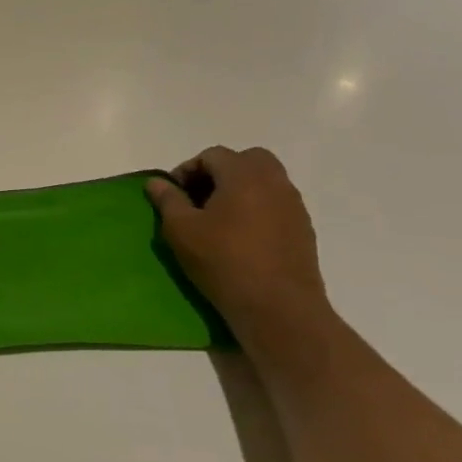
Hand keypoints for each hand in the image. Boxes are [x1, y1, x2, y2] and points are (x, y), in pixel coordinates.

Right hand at [145, 147, 333, 351]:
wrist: (277, 306)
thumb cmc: (222, 261)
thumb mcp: (181, 230)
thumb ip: (168, 200)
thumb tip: (157, 182)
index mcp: (244, 176)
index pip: (213, 155)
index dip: (188, 169)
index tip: (173, 194)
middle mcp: (275, 183)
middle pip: (248, 160)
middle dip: (220, 172)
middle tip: (199, 197)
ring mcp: (294, 206)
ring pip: (266, 182)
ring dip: (240, 190)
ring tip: (217, 219)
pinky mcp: (303, 229)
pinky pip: (276, 204)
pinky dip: (256, 208)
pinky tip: (240, 236)